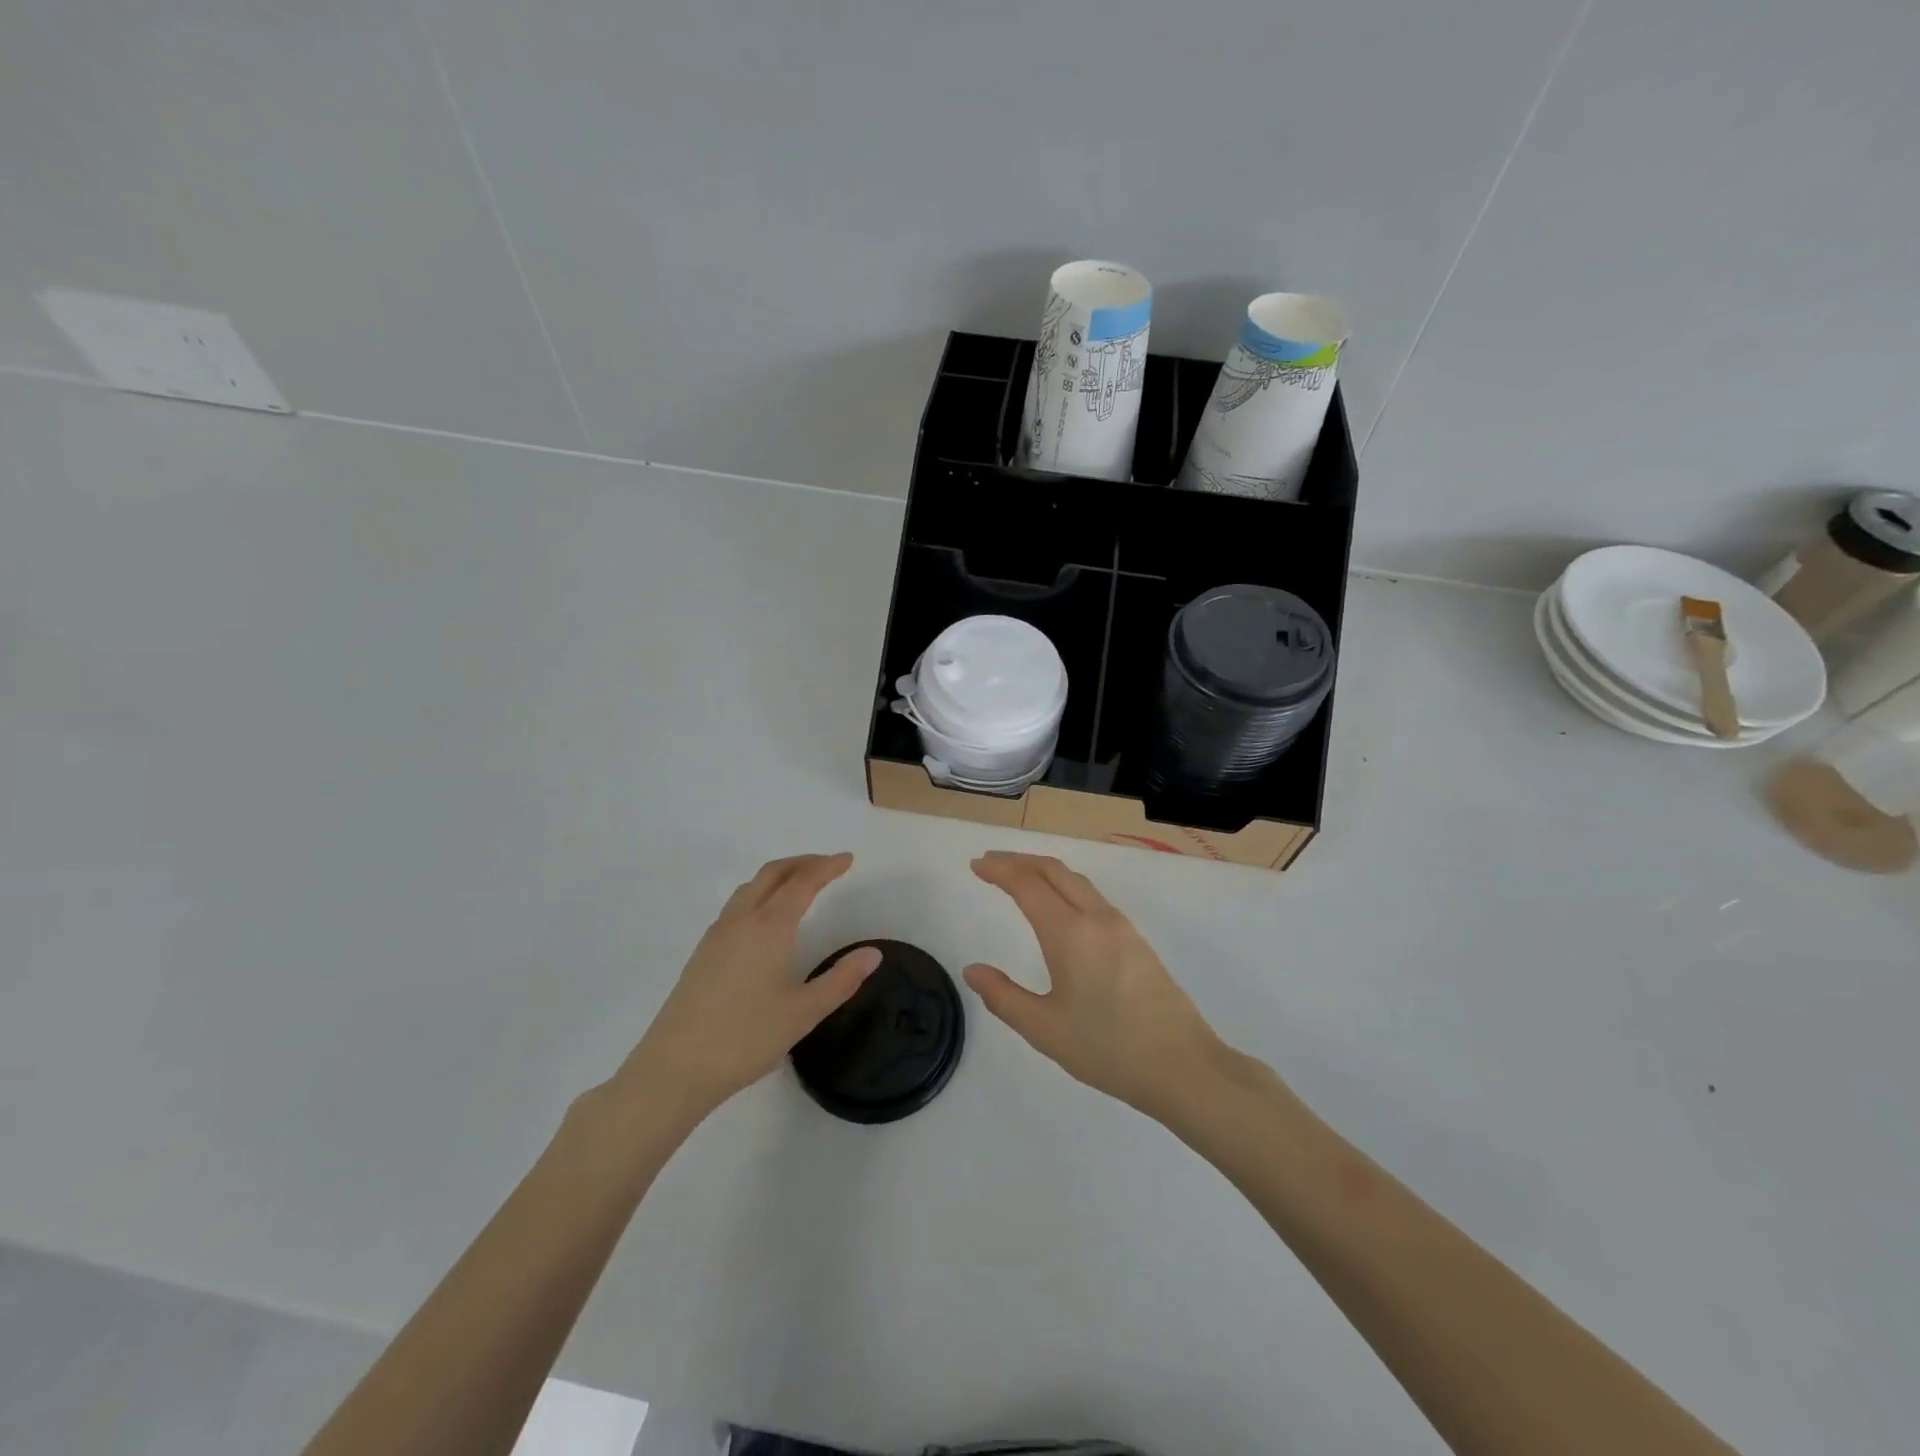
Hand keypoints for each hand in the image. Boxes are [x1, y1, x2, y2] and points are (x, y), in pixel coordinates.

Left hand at [617, 853, 880, 1120]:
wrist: (674, 1068)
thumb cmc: (745, 1039)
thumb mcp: (803, 1013)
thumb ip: (841, 980)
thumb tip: (873, 953)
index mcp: (769, 928)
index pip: (803, 883)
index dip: (827, 867)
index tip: (848, 859)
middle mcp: (741, 921)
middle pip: (772, 874)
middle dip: (802, 863)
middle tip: (828, 865)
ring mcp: (716, 935)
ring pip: (750, 887)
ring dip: (778, 876)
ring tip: (800, 885)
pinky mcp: (702, 953)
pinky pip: (736, 906)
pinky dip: (760, 894)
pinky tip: (766, 920)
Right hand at [964, 851, 1224, 1120]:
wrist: (1183, 1066)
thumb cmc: (1108, 1049)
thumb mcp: (1045, 1029)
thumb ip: (1003, 997)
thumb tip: (972, 971)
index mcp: (1070, 934)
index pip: (1028, 885)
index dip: (999, 870)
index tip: (976, 864)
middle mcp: (1096, 918)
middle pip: (1054, 871)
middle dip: (1020, 860)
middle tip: (991, 861)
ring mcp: (1121, 927)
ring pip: (1077, 881)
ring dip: (1044, 870)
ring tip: (1019, 877)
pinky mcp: (1136, 940)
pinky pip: (1092, 896)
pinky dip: (1065, 886)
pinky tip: (1059, 906)